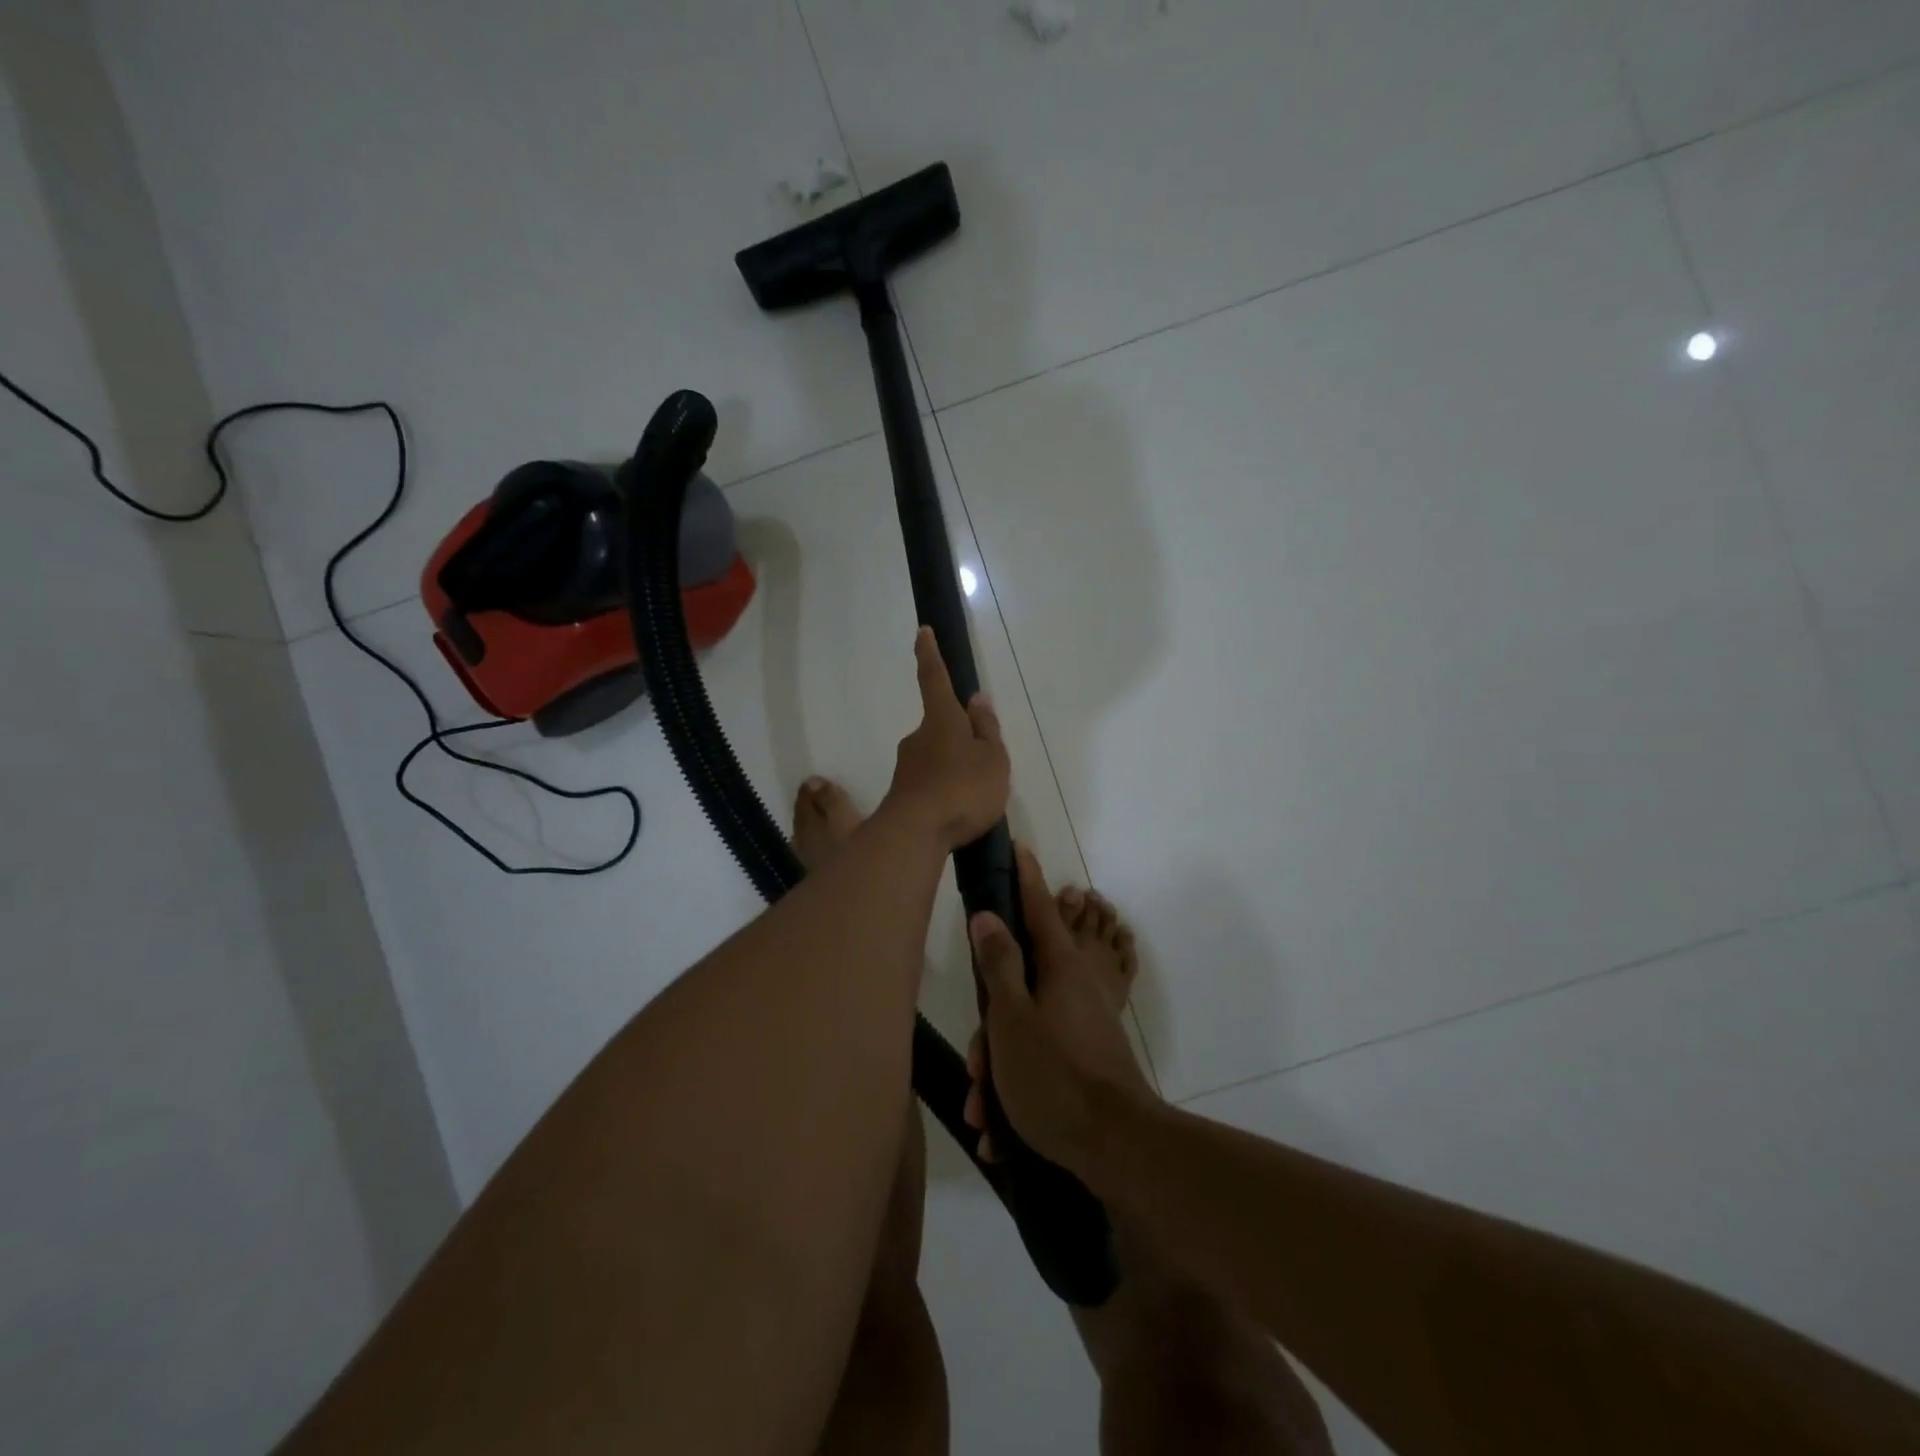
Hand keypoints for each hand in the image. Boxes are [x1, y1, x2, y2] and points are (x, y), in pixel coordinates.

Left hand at [881, 627, 1009, 850]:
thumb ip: (986, 730)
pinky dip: (945, 791)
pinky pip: (931, 784)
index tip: (922, 632)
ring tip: (976, 798)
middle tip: (983, 766)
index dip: (930, 655)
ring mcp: (908, 766)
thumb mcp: (992, 759)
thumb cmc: (963, 789)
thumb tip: (977, 700)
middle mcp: (919, 737)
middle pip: (941, 727)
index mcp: (942, 720)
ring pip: (936, 758)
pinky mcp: (903, 793)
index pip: (935, 679)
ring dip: (954, 769)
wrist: (916, 834)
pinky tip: (958, 814)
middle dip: (959, 738)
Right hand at [963, 844, 1154, 1180]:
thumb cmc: (1054, 1074)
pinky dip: (1017, 1090)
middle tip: (976, 1064)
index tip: (1019, 848)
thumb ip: (999, 964)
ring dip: (999, 1071)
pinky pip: (1041, 1059)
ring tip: (983, 1113)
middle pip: (1021, 983)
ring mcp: (1084, 1023)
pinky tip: (1000, 1131)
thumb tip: (989, 915)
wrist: (1116, 1147)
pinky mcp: (1088, 1056)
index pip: (1037, 909)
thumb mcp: (1012, 1018)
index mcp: (1059, 968)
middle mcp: (1075, 988)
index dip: (1025, 879)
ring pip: (1025, 1030)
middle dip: (990, 1026)